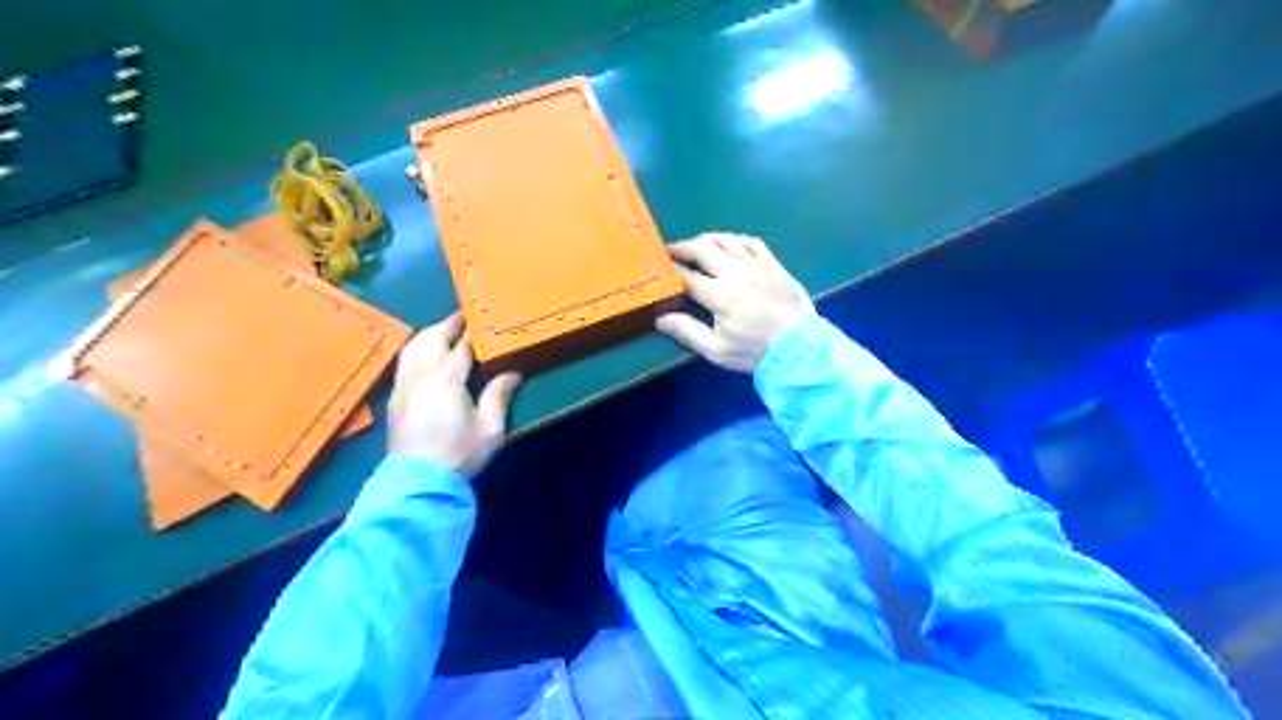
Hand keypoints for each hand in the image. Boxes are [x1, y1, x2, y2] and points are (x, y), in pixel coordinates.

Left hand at [385, 313, 518, 476]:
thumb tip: (513, 371)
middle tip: (464, 316)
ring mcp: (404, 386)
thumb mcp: (490, 427)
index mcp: (447, 379)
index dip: (473, 331)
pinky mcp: (395, 398)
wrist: (419, 482)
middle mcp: (421, 375)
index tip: (483, 318)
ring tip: (444, 330)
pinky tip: (423, 354)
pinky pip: (404, 362)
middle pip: (432, 338)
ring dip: (429, 334)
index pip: (461, 346)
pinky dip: (416, 349)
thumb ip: (499, 395)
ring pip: (413, 347)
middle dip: (448, 324)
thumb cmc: (460, 453)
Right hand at [655, 235, 814, 373]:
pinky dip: (734, 239)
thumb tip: (660, 318)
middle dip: (682, 248)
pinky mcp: (773, 263)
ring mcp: (757, 264)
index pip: (686, 276)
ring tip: (694, 245)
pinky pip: (750, 241)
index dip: (669, 270)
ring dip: (705, 240)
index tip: (656, 267)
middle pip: (702, 250)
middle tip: (669, 251)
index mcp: (720, 295)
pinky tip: (727, 244)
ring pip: (725, 240)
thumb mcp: (717, 350)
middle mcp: (736, 272)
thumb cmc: (756, 352)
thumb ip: (687, 332)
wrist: (801, 348)